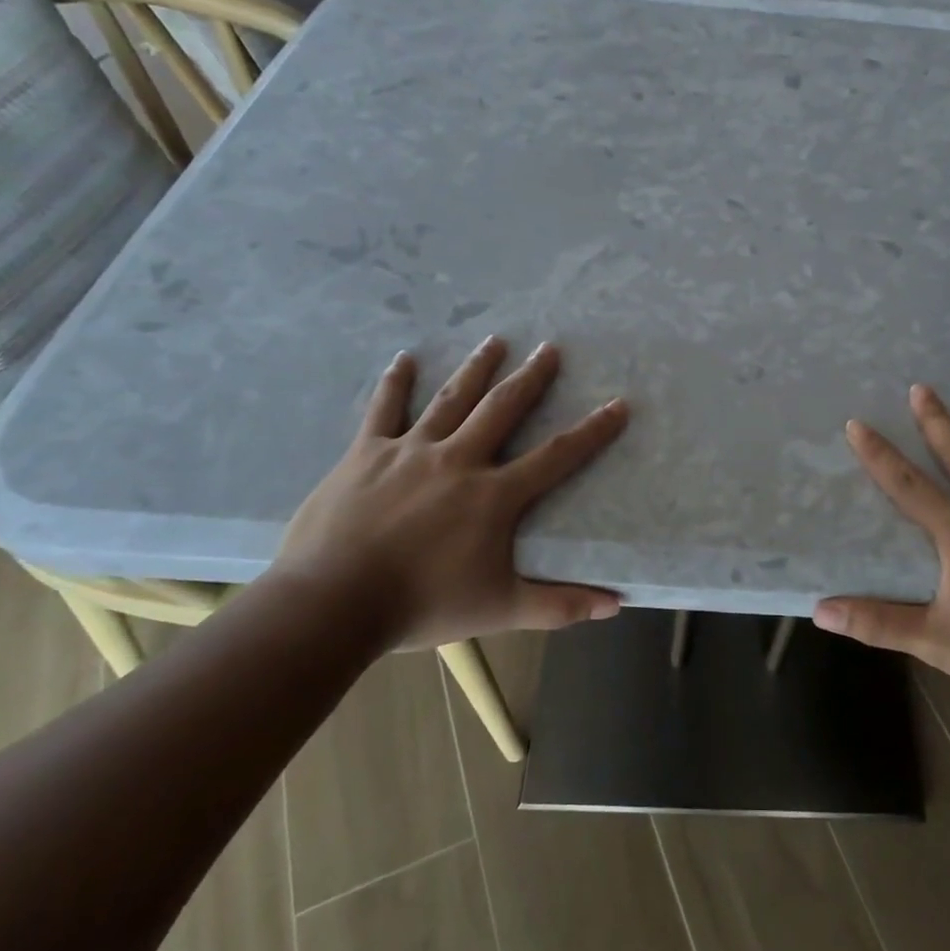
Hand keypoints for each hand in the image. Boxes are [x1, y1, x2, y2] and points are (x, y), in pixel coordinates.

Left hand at [275, 338, 627, 650]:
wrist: (331, 604)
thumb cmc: (422, 606)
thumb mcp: (500, 610)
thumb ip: (560, 605)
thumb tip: (617, 605)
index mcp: (494, 495)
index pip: (557, 455)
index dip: (593, 430)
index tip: (618, 404)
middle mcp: (459, 459)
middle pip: (503, 408)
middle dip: (531, 377)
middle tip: (550, 348)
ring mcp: (411, 451)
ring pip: (451, 398)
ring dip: (477, 368)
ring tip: (496, 340)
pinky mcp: (367, 453)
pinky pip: (384, 409)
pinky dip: (395, 383)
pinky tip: (405, 359)